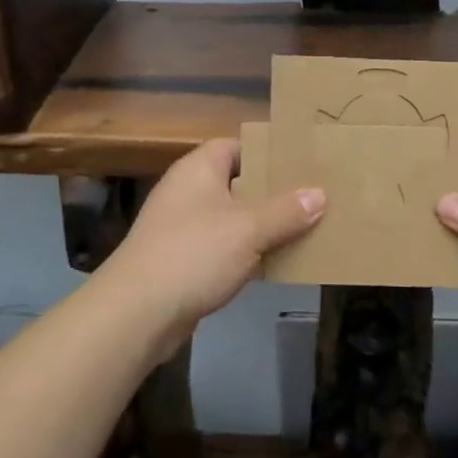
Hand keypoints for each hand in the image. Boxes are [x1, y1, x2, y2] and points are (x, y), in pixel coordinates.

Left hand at [96, 138, 324, 347]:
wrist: (138, 312)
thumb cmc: (194, 254)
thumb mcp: (248, 229)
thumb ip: (286, 211)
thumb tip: (319, 194)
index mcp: (198, 169)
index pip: (235, 145)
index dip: (266, 151)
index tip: (300, 161)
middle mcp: (187, 191)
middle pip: (236, 182)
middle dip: (271, 191)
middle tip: (312, 195)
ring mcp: (182, 227)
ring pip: (231, 217)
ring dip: (262, 225)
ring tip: (304, 227)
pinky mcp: (182, 260)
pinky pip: (222, 246)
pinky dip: (246, 252)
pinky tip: (275, 262)